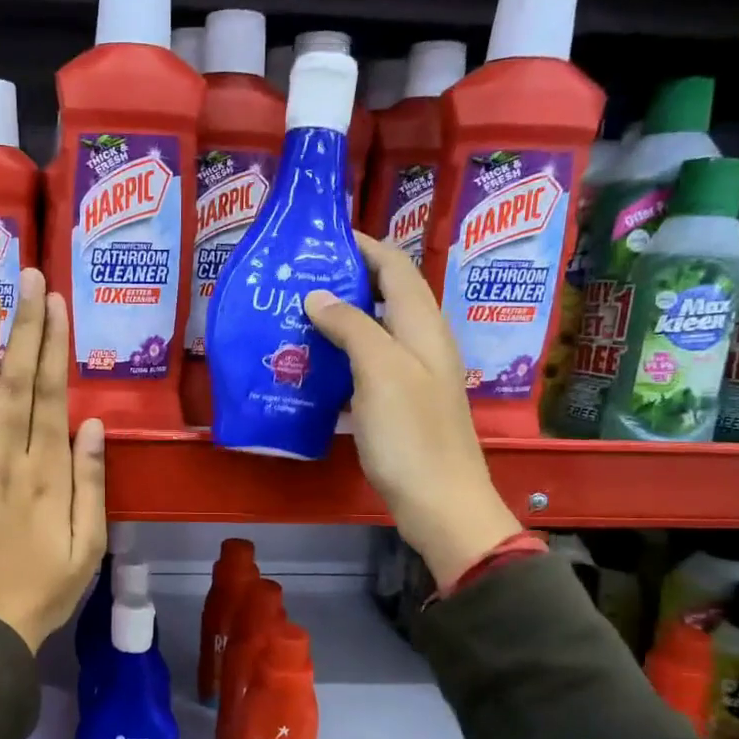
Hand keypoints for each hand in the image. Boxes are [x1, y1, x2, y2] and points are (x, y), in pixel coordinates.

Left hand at [0, 268, 107, 649]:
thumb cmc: (46, 589)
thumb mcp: (90, 545)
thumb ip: (91, 483)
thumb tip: (93, 424)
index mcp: (48, 475)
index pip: (51, 396)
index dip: (54, 345)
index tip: (55, 302)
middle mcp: (7, 460)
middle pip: (16, 382)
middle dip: (22, 326)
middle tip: (25, 275)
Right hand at [306, 236, 520, 587]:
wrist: (440, 502)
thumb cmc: (410, 435)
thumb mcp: (380, 372)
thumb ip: (351, 326)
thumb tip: (317, 295)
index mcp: (423, 327)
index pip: (395, 268)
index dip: (365, 246)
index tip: (324, 236)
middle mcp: (422, 343)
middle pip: (387, 295)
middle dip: (348, 278)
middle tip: (300, 277)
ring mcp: (413, 375)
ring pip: (376, 330)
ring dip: (342, 317)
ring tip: (298, 314)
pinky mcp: (400, 404)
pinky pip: (368, 364)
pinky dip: (342, 354)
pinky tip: (314, 365)